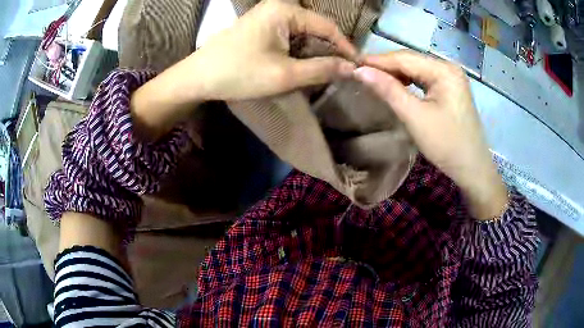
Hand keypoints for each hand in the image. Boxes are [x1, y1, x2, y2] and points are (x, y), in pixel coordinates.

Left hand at [176, 0, 356, 101]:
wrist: (198, 77)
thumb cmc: (239, 73)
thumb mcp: (284, 75)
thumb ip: (322, 69)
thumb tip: (352, 68)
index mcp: (285, 10)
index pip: (327, 26)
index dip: (345, 47)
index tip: (357, 67)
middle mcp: (278, 7)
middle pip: (315, 28)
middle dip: (328, 51)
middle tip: (341, 73)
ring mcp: (268, 16)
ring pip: (303, 34)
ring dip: (313, 53)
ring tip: (323, 73)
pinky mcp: (261, 26)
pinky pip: (289, 37)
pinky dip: (298, 52)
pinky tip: (301, 66)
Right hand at [354, 50, 507, 219]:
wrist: (473, 169)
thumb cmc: (447, 145)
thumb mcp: (415, 117)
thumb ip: (388, 90)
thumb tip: (359, 70)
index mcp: (444, 70)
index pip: (404, 58)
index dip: (377, 61)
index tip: (352, 64)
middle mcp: (448, 67)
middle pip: (411, 61)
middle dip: (386, 66)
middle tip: (359, 73)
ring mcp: (451, 77)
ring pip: (416, 69)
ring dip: (395, 74)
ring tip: (374, 80)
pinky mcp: (450, 88)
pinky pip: (424, 79)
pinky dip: (408, 81)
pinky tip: (396, 86)